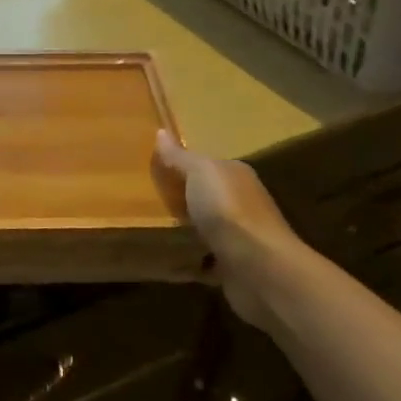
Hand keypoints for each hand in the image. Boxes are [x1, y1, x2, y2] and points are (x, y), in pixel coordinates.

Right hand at [154, 130, 302, 324]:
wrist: (258, 267)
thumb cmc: (228, 210)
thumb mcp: (199, 172)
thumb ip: (179, 156)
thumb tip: (161, 132)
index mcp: (236, 175)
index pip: (207, 166)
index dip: (181, 166)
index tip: (152, 170)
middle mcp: (242, 203)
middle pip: (205, 197)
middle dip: (180, 200)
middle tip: (142, 200)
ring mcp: (240, 237)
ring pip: (204, 229)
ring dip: (183, 231)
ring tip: (148, 229)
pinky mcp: (234, 268)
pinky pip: (203, 261)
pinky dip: (187, 262)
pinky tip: (164, 261)